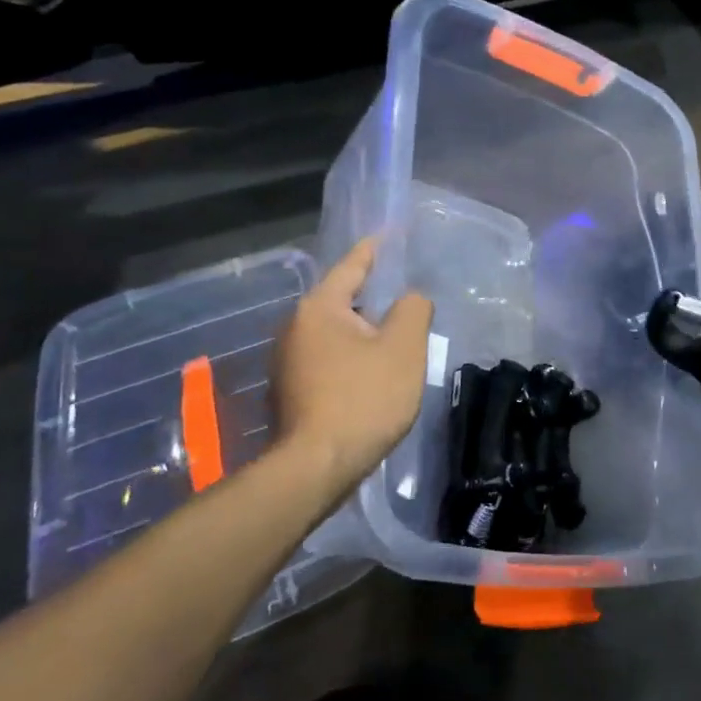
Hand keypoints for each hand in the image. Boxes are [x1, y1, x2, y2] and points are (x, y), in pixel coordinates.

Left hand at [274, 238, 432, 496]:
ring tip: (394, 339)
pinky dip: (351, 357)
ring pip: (335, 333)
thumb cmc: (364, 398)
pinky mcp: (290, 391)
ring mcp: (287, 362)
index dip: (374, 250)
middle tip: (404, 298)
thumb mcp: (404, 348)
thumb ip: (413, 310)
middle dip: (372, 298)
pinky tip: (371, 374)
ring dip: (363, 332)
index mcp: (319, 308)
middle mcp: (294, 328)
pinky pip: (328, 359)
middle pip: (341, 301)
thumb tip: (410, 299)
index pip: (351, 267)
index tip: (389, 234)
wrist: (318, 466)